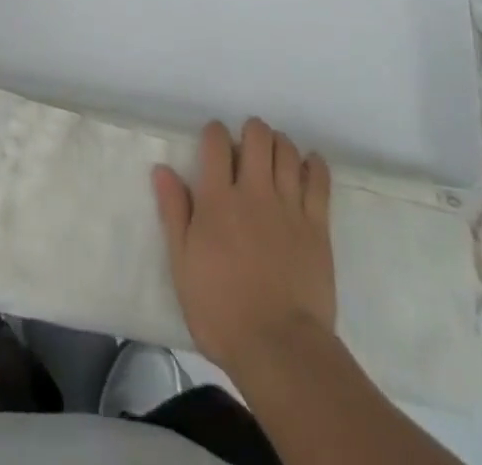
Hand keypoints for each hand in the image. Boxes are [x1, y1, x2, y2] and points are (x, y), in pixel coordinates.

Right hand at [153, 118, 336, 376]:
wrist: (279, 349)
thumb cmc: (221, 311)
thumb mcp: (183, 266)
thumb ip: (174, 213)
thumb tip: (162, 170)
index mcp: (217, 199)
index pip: (216, 141)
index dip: (215, 133)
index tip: (214, 144)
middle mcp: (254, 191)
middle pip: (258, 135)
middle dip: (251, 132)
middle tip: (247, 149)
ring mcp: (288, 206)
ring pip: (288, 150)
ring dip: (280, 145)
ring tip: (274, 157)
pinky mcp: (317, 225)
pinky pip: (319, 179)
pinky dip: (314, 165)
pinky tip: (308, 165)